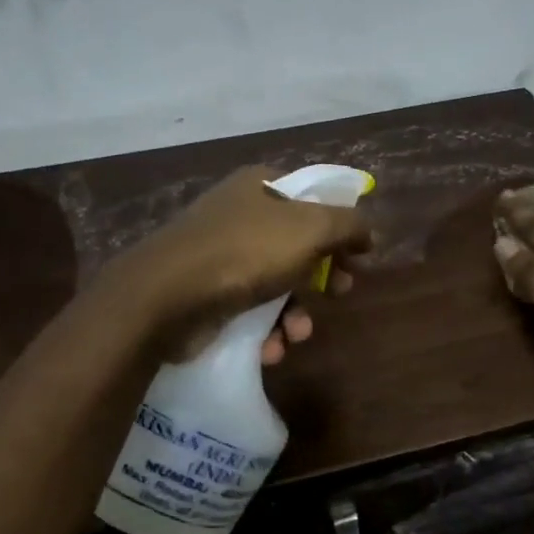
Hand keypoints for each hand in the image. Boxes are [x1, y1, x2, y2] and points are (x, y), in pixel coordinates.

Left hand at [108, 166, 371, 358]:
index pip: (314, 198)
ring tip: (297, 333)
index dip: (341, 226)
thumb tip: (369, 232)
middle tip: (341, 293)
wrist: (165, 298)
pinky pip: (248, 308)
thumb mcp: (310, 229)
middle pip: (298, 243)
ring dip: (295, 312)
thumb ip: (348, 225)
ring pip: (275, 282)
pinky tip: (270, 348)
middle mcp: (239, 214)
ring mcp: (219, 254)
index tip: (359, 256)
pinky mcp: (205, 292)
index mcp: (261, 186)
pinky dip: (265, 329)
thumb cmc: (244, 253)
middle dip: (322, 275)